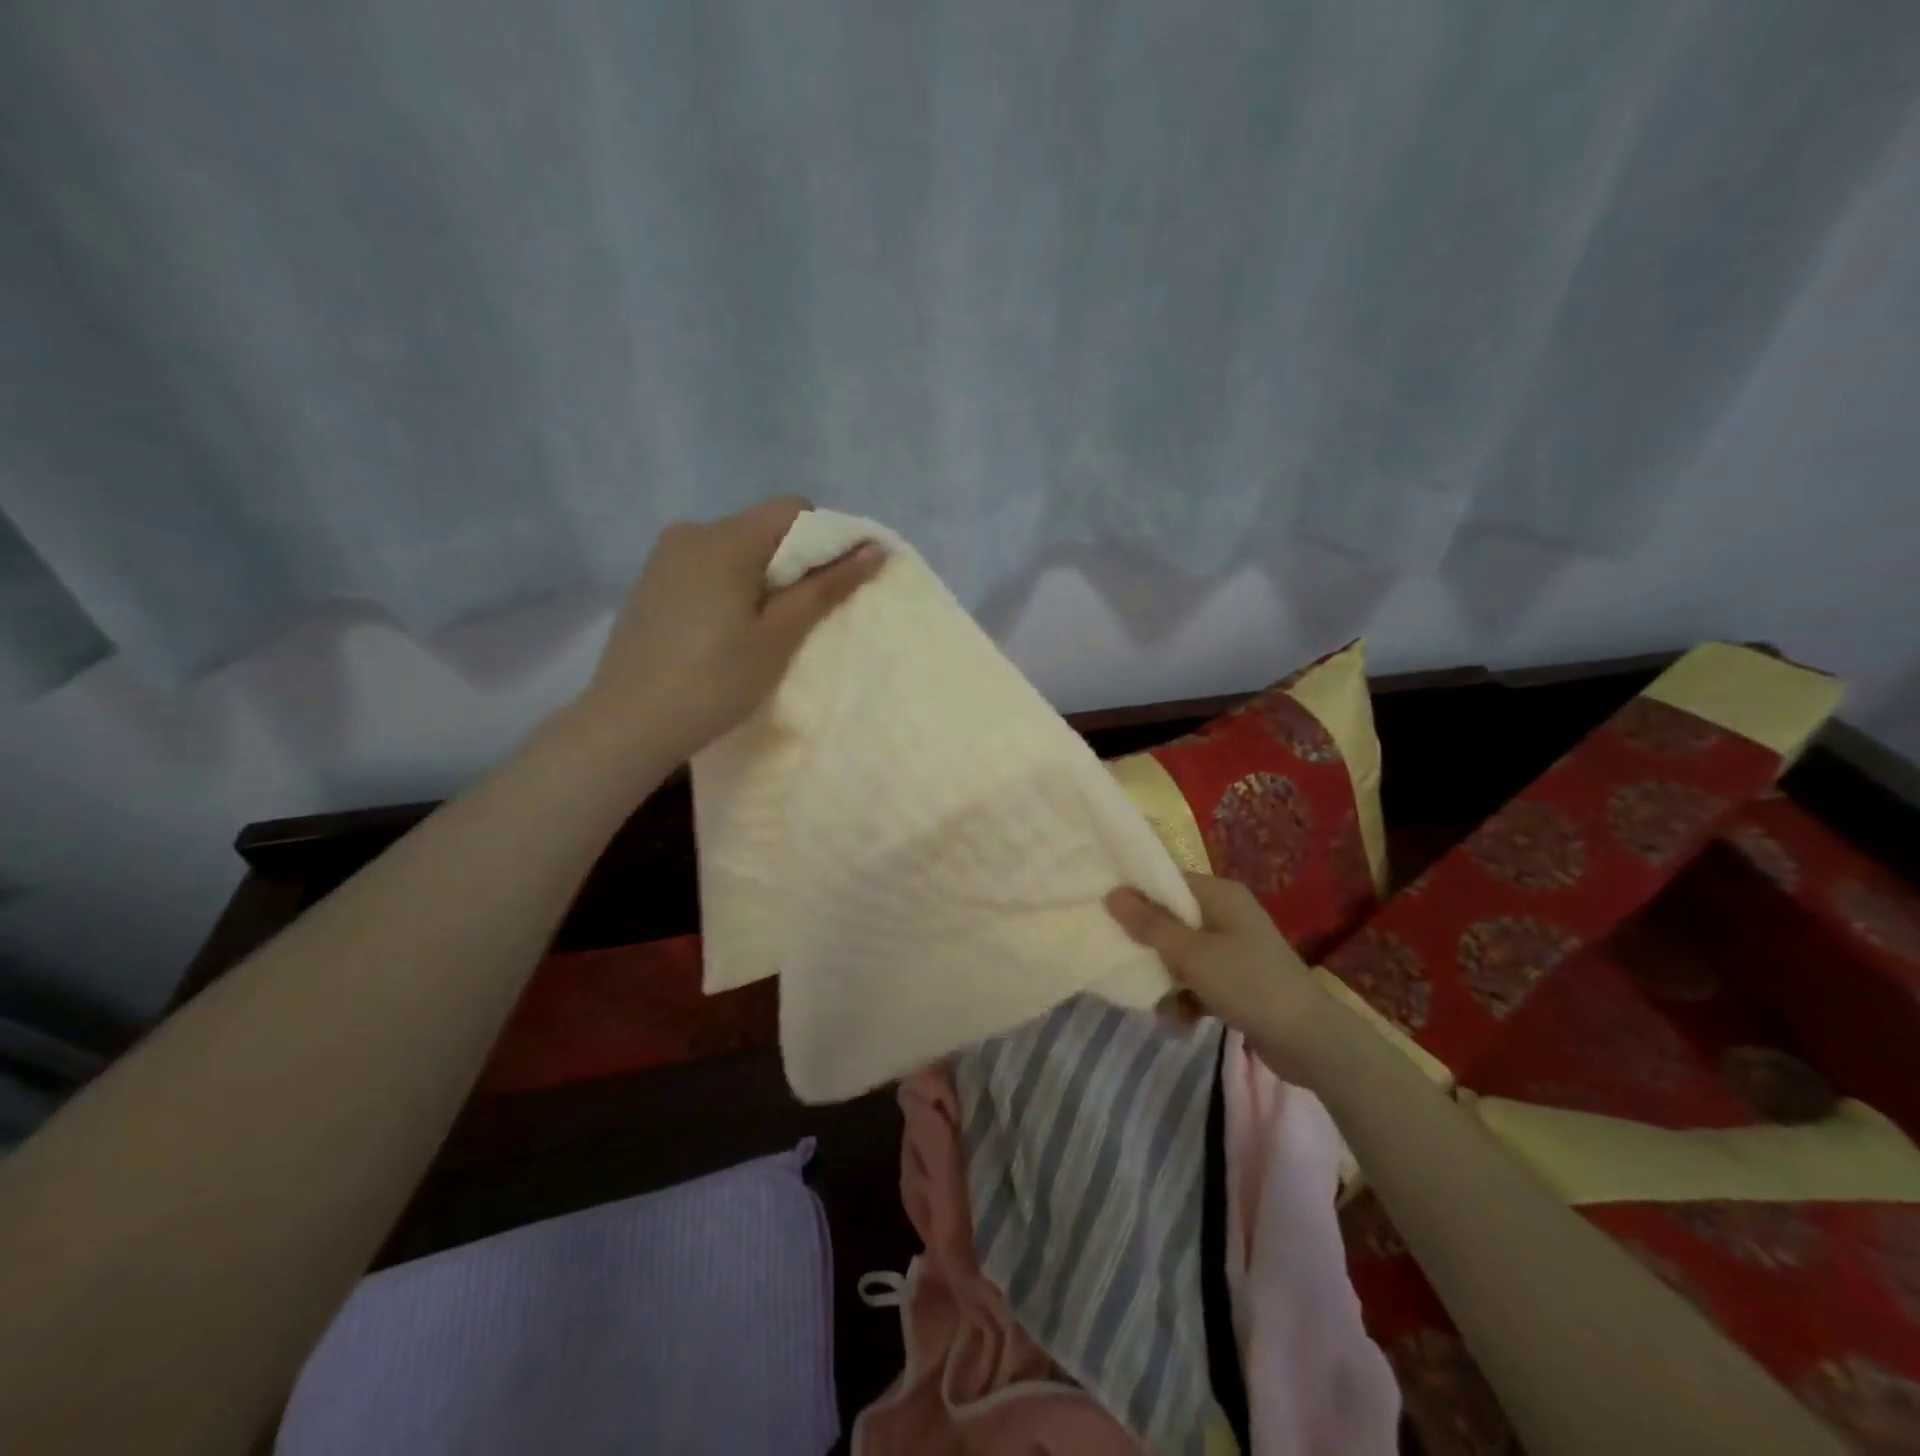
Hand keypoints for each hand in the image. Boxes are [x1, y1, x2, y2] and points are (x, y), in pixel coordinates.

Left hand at [578, 496, 884, 764]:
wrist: (628, 723)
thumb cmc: (715, 680)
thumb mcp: (780, 636)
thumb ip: (827, 587)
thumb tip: (874, 549)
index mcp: (726, 537)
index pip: (793, 509)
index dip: (826, 539)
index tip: (835, 586)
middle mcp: (691, 531)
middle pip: (763, 529)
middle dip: (793, 564)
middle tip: (800, 620)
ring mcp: (665, 557)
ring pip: (735, 550)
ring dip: (762, 578)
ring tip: (761, 632)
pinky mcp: (651, 582)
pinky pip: (707, 569)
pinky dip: (731, 588)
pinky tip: (724, 634)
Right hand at [1105, 873, 1330, 1078]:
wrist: (1309, 1041)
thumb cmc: (1247, 983)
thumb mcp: (1192, 954)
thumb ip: (1150, 924)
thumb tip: (1112, 893)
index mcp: (1220, 896)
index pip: (1168, 881)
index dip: (1136, 894)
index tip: (1105, 911)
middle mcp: (1227, 916)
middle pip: (1171, 920)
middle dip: (1149, 947)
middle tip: (1126, 962)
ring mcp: (1233, 950)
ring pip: (1181, 956)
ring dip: (1165, 981)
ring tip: (1159, 1006)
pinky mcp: (1237, 982)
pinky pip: (1197, 982)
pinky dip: (1185, 999)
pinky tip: (1179, 1023)